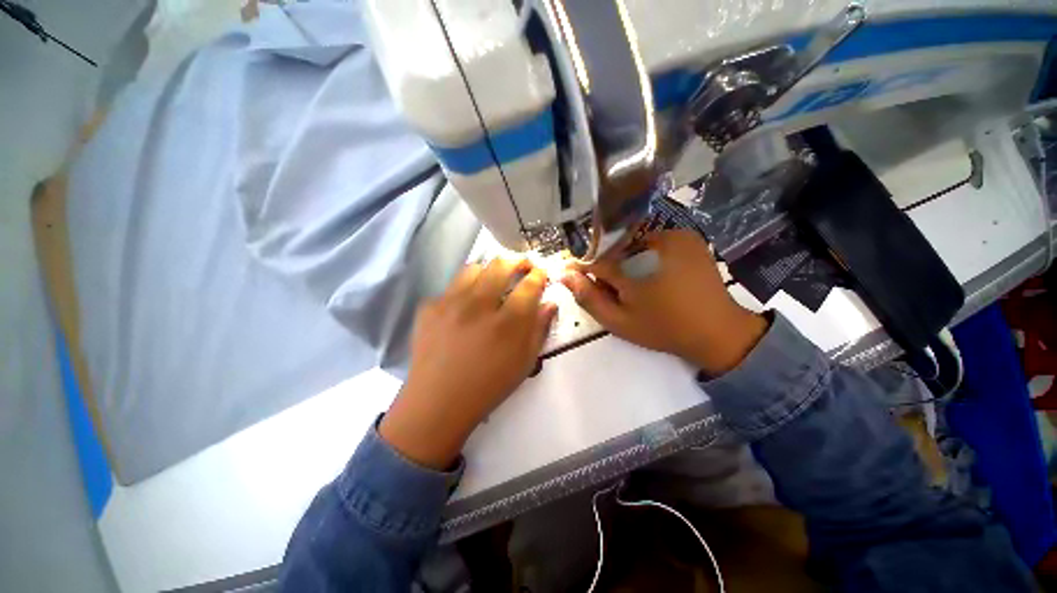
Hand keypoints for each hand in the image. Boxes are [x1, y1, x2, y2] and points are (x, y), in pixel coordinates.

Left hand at [380, 257, 556, 468]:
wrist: (438, 402)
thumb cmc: (488, 386)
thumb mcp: (524, 362)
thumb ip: (539, 329)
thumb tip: (549, 303)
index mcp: (507, 323)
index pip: (530, 284)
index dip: (539, 274)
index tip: (541, 273)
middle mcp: (479, 306)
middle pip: (501, 264)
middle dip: (517, 261)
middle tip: (522, 267)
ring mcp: (450, 303)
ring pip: (473, 268)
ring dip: (488, 271)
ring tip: (492, 283)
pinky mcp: (429, 307)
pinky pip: (451, 288)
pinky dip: (463, 291)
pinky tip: (464, 309)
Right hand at [561, 230, 766, 375]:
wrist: (718, 332)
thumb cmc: (664, 329)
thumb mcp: (619, 321)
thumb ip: (589, 298)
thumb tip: (564, 275)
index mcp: (637, 262)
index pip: (596, 257)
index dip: (582, 267)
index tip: (572, 275)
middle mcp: (656, 238)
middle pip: (615, 248)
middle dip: (606, 267)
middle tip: (610, 290)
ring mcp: (676, 235)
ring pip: (633, 244)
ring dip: (625, 261)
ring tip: (631, 286)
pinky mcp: (689, 238)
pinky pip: (652, 242)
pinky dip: (643, 257)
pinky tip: (649, 277)